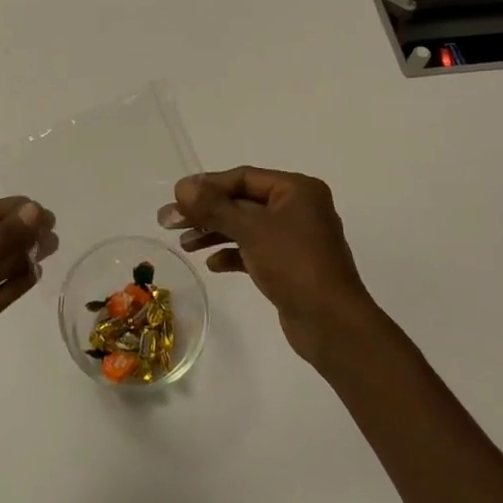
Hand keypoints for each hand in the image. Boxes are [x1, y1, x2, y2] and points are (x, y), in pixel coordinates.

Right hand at [159, 168, 376, 362]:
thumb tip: (182, 186)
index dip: (207, 186)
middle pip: (242, 202)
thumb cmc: (295, 265)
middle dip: (206, 212)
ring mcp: (295, 238)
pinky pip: (255, 250)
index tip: (176, 197)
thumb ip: (214, 207)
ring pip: (246, 227)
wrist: (333, 325)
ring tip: (184, 245)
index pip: (243, 178)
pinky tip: (212, 264)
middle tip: (169, 222)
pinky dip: (233, 254)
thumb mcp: (251, 230)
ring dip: (215, 233)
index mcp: (296, 189)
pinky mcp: (291, 265)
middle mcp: (298, 208)